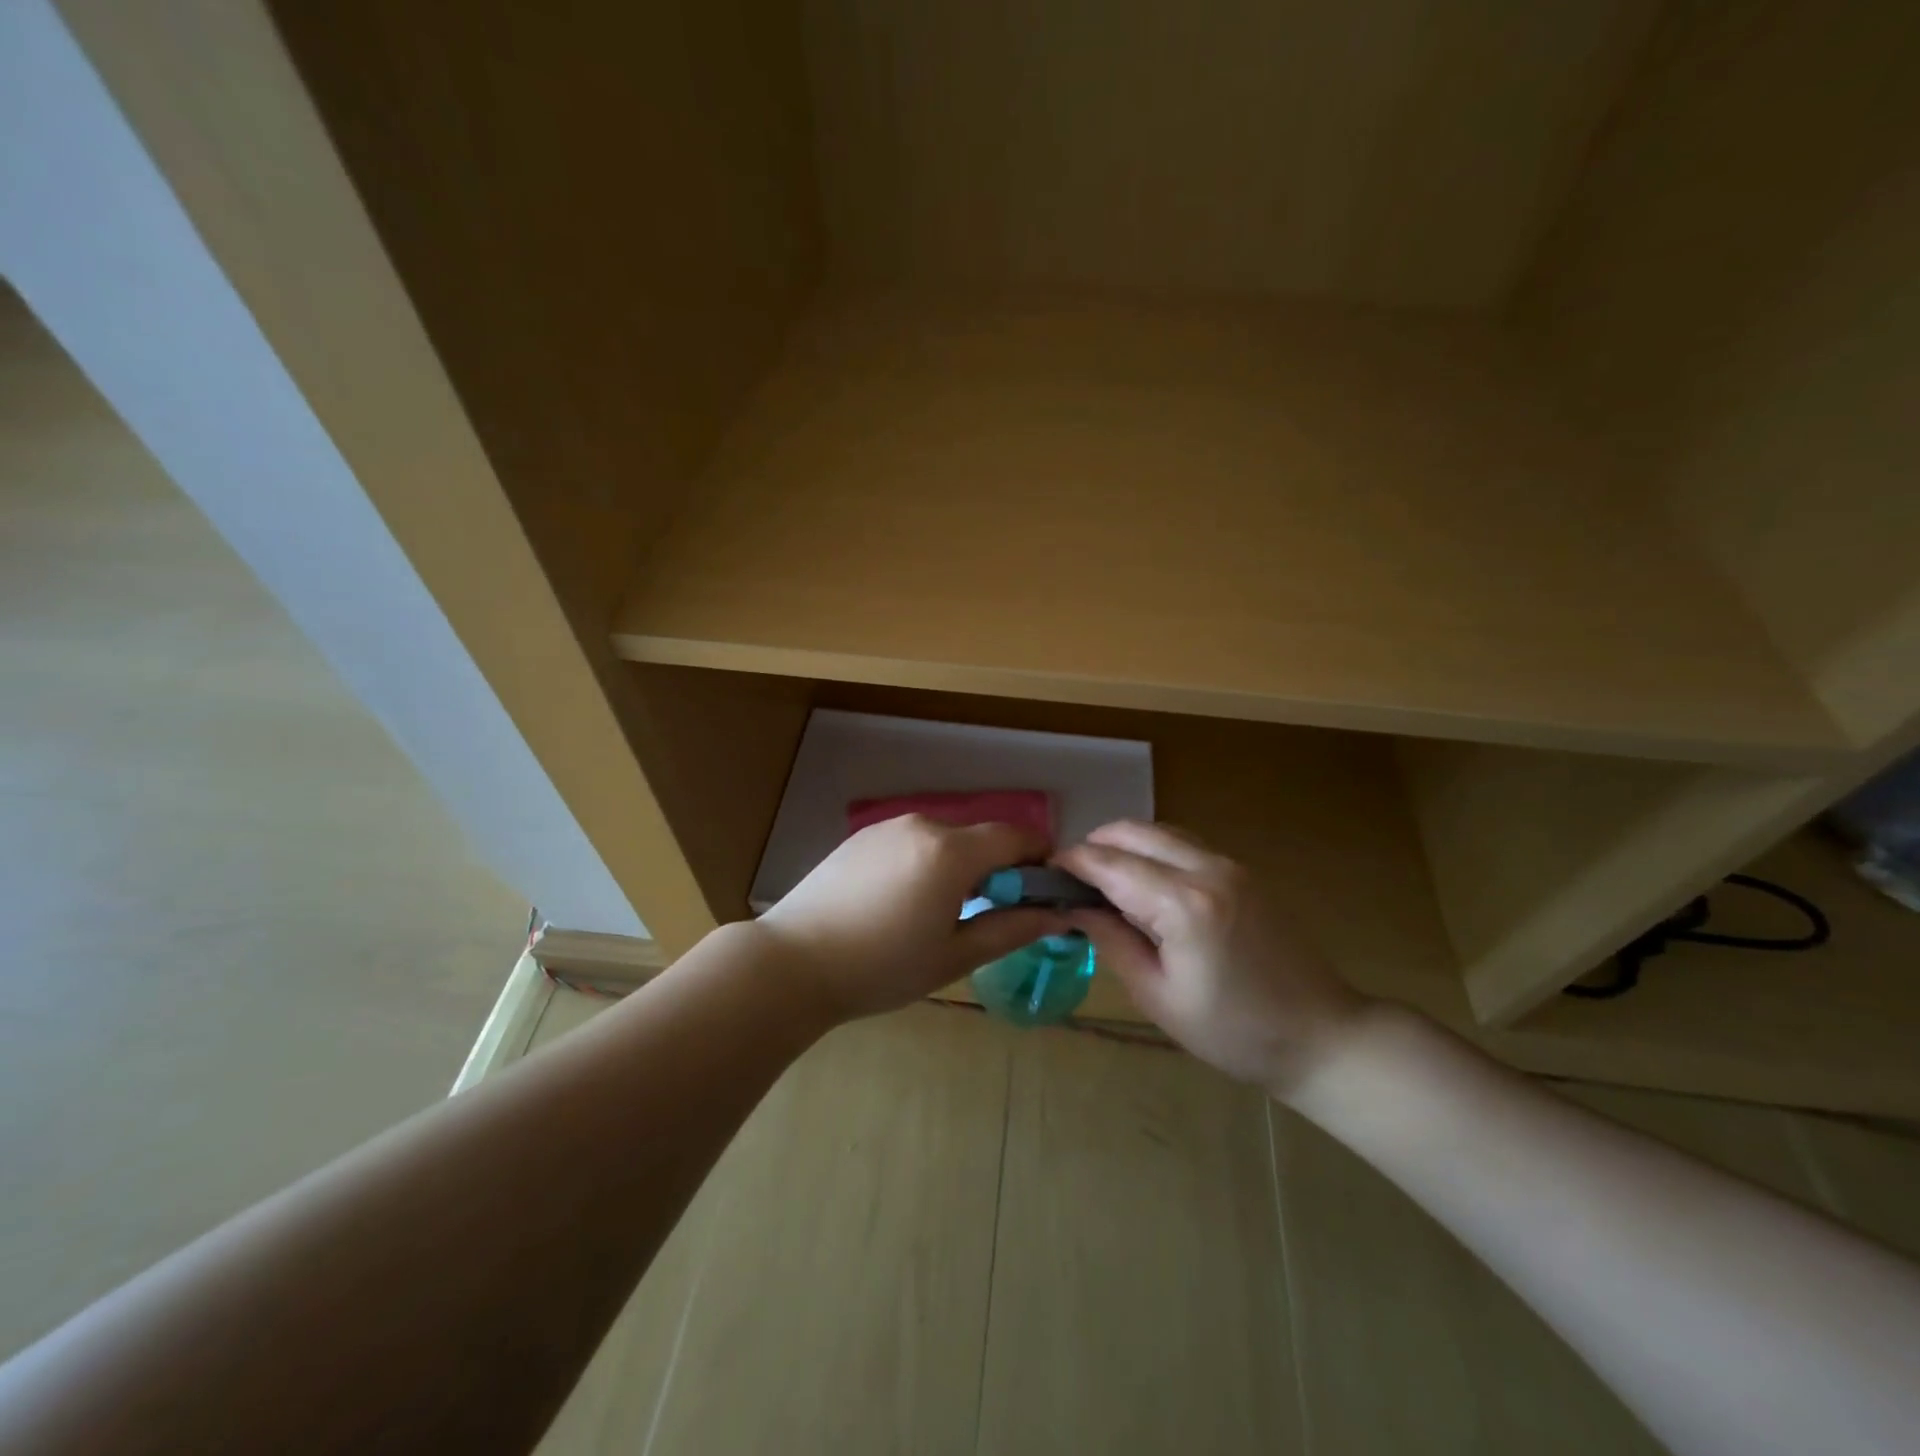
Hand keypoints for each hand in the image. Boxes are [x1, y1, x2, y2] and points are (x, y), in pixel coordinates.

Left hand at [756, 815, 1069, 1020]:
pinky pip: (911, 843)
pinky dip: (925, 863)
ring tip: (941, 914)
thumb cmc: (881, 967)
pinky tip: (902, 903)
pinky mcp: (862, 837)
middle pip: (979, 838)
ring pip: (944, 840)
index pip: (1015, 837)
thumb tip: (1058, 915)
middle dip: (997, 868)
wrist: (792, 962)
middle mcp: (923, 825)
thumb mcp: (954, 956)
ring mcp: (887, 827)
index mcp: (950, 852)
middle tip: (992, 913)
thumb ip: (1011, 929)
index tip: (1044, 890)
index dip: (1038, 858)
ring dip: (959, 867)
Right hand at [1055, 821, 1368, 1096]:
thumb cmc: (1232, 1033)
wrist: (1321, 1037)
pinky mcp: (1242, 871)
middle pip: (1132, 831)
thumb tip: (1073, 906)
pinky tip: (1144, 886)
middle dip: (1094, 846)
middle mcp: (1206, 869)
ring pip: (1158, 831)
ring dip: (1123, 846)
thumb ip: (1111, 940)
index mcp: (1183, 904)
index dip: (1070, 864)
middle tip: (1071, 882)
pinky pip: (1183, 844)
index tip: (1043, 875)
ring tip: (1103, 884)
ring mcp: (1229, 864)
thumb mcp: (1158, 996)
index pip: (1109, 863)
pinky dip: (1152, 852)